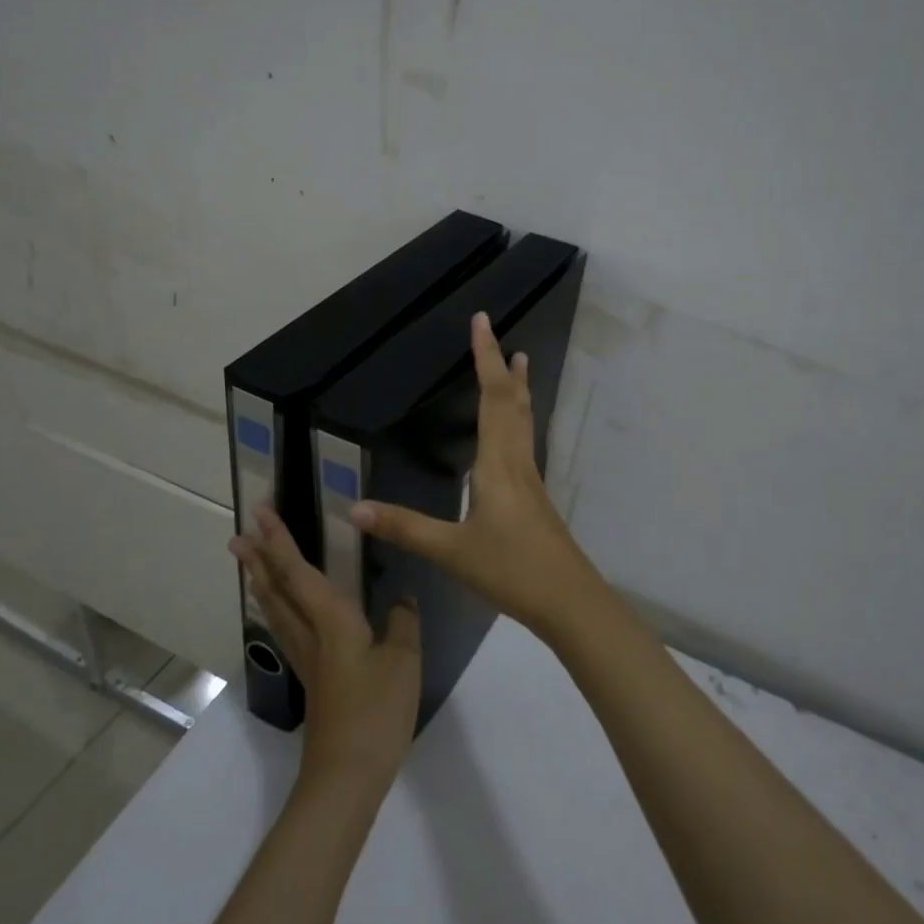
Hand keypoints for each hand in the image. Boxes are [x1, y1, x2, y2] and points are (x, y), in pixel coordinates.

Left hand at [230, 506, 421, 792]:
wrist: (346, 775)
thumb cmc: (376, 712)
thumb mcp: (403, 661)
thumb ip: (403, 622)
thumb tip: (402, 597)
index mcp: (331, 621)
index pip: (298, 572)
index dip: (279, 541)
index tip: (260, 513)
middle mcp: (310, 634)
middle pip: (277, 589)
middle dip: (259, 559)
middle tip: (239, 534)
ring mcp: (307, 659)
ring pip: (277, 610)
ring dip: (262, 582)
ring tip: (251, 563)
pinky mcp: (312, 678)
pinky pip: (287, 629)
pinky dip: (277, 608)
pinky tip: (284, 612)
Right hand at [351, 311, 602, 638]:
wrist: (569, 601)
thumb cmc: (512, 570)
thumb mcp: (451, 551)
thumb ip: (404, 528)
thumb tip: (354, 508)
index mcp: (497, 464)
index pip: (492, 397)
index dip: (486, 358)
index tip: (483, 321)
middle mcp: (517, 463)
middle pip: (513, 403)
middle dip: (504, 367)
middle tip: (500, 336)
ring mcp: (531, 481)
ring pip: (524, 422)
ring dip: (517, 391)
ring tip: (519, 367)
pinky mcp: (535, 499)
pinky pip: (524, 444)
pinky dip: (517, 420)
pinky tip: (512, 436)